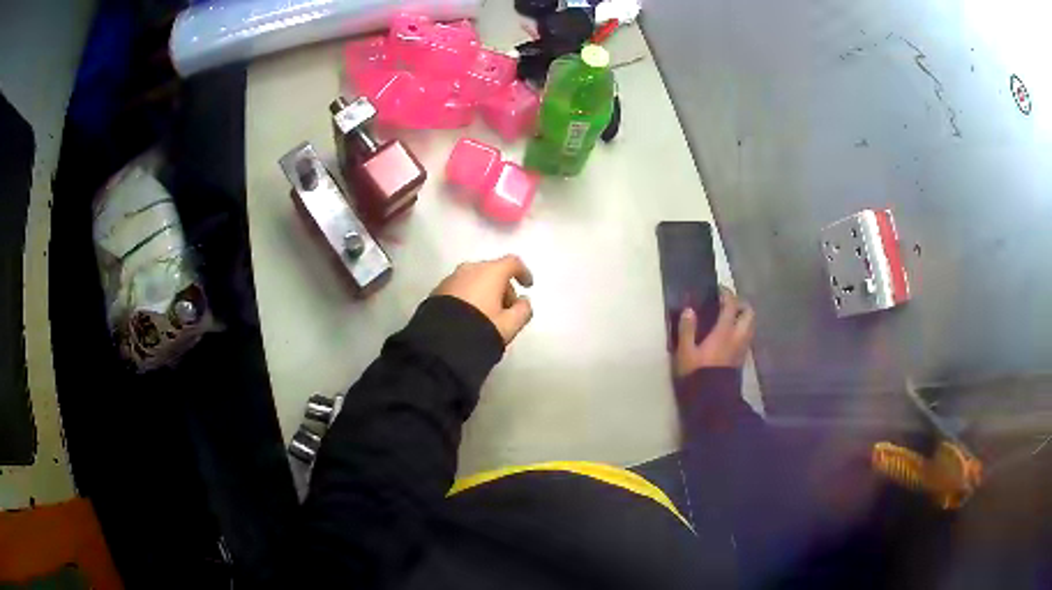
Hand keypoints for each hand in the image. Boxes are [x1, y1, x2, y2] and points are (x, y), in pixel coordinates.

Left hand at [433, 255, 533, 344]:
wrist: (440, 343)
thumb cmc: (481, 328)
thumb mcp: (509, 325)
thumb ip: (523, 310)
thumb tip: (523, 302)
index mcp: (490, 272)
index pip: (512, 263)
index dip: (523, 273)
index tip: (527, 286)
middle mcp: (470, 269)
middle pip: (493, 271)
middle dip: (503, 287)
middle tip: (507, 309)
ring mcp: (451, 278)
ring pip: (475, 279)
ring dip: (485, 291)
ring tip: (488, 314)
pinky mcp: (438, 290)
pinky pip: (461, 288)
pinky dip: (469, 296)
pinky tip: (470, 315)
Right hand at [675, 286, 754, 376]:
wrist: (713, 400)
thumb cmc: (697, 374)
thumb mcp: (685, 353)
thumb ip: (687, 330)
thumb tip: (688, 310)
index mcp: (724, 331)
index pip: (731, 305)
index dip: (726, 294)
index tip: (718, 289)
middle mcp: (738, 336)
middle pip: (749, 313)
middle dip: (741, 305)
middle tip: (728, 305)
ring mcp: (742, 348)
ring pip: (750, 326)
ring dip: (743, 318)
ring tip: (729, 320)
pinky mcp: (742, 359)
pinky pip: (747, 338)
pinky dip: (741, 331)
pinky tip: (729, 337)